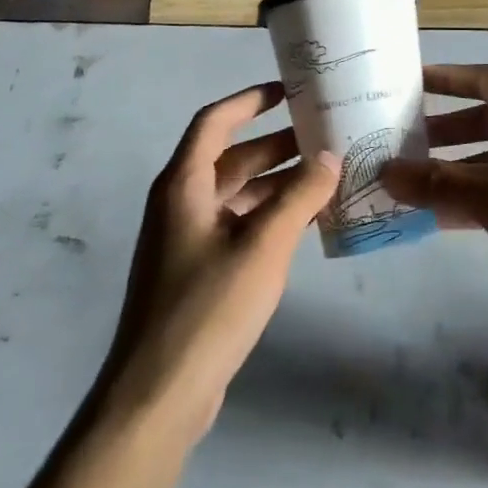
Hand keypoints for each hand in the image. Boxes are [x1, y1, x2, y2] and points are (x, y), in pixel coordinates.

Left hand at [99, 83, 338, 442]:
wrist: (158, 397)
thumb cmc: (208, 308)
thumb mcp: (263, 245)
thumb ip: (300, 196)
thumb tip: (329, 156)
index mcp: (184, 186)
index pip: (215, 122)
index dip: (250, 100)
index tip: (290, 91)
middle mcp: (182, 204)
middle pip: (232, 158)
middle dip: (277, 145)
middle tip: (325, 135)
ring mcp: (189, 241)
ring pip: (239, 194)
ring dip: (279, 183)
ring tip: (328, 175)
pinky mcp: (200, 272)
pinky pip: (240, 225)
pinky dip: (271, 216)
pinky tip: (308, 221)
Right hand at [381, 64, 487, 323]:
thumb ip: (438, 183)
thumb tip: (385, 172)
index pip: (484, 79)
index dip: (447, 78)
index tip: (409, 83)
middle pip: (484, 120)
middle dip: (443, 130)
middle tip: (401, 142)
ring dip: (455, 169)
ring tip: (411, 183)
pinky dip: (475, 198)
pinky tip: (442, 219)